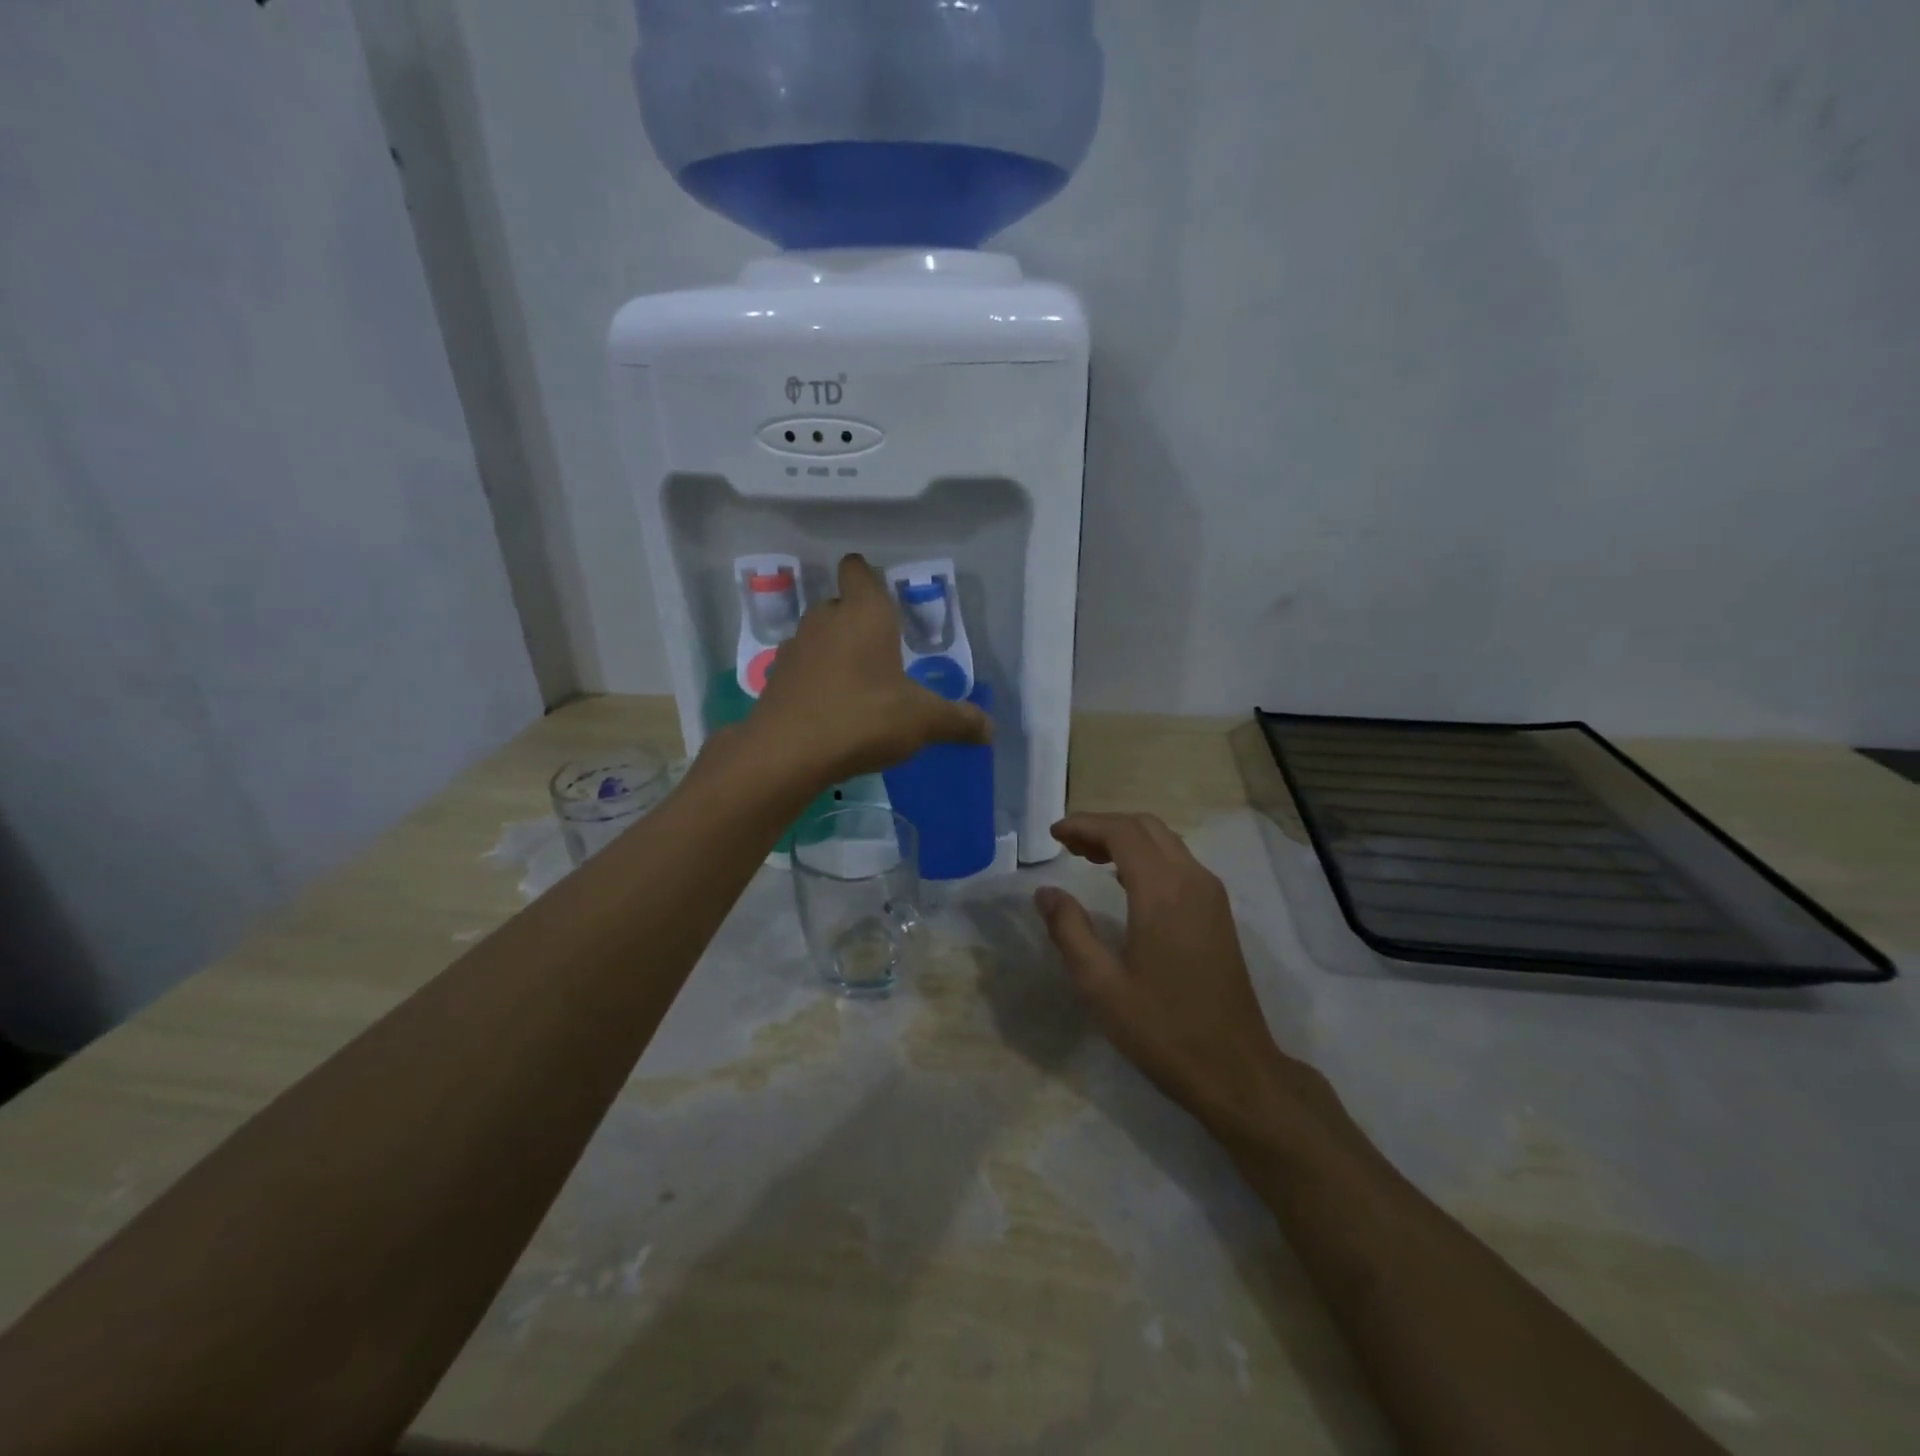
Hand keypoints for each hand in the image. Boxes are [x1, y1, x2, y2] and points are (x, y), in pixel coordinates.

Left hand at [751, 554, 991, 783]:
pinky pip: (804, 669)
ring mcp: (795, 649)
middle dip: (859, 621)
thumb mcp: (922, 720)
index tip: (880, 592)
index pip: (858, 571)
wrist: (786, 753)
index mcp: (864, 613)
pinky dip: (817, 680)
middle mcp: (825, 620)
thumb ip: (957, 721)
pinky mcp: (776, 679)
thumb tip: (991, 731)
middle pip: (840, 605)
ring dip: (837, 651)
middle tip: (885, 650)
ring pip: (820, 637)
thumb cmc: (862, 717)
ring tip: (861, 683)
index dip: (866, 575)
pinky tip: (833, 708)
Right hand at [1035, 813, 1299, 1136]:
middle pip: (1146, 827)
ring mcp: (1211, 895)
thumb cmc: (1162, 1029)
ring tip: (1089, 858)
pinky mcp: (1218, 913)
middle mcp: (1192, 880)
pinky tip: (1125, 883)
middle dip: (1104, 826)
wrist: (1235, 1070)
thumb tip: (1046, 892)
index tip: (1053, 834)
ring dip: (1127, 840)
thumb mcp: (1101, 985)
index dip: (1084, 825)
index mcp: (1162, 891)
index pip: (1121, 832)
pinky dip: (1147, 857)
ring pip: (1166, 842)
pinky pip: (1179, 863)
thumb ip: (1069, 931)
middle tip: (1068, 845)